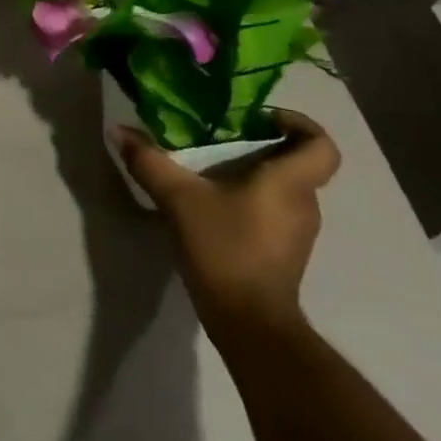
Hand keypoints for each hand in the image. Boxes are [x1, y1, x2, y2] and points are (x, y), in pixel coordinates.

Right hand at [114, 110, 339, 337]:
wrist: (248, 321)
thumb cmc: (224, 248)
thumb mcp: (178, 198)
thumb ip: (149, 161)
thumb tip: (119, 130)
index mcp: (289, 183)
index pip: (321, 145)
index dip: (300, 124)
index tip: (262, 119)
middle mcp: (303, 203)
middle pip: (297, 163)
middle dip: (263, 145)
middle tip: (222, 137)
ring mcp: (297, 231)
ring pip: (284, 188)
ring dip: (255, 174)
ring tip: (211, 169)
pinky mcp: (285, 252)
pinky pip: (274, 211)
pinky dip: (251, 200)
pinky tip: (214, 205)